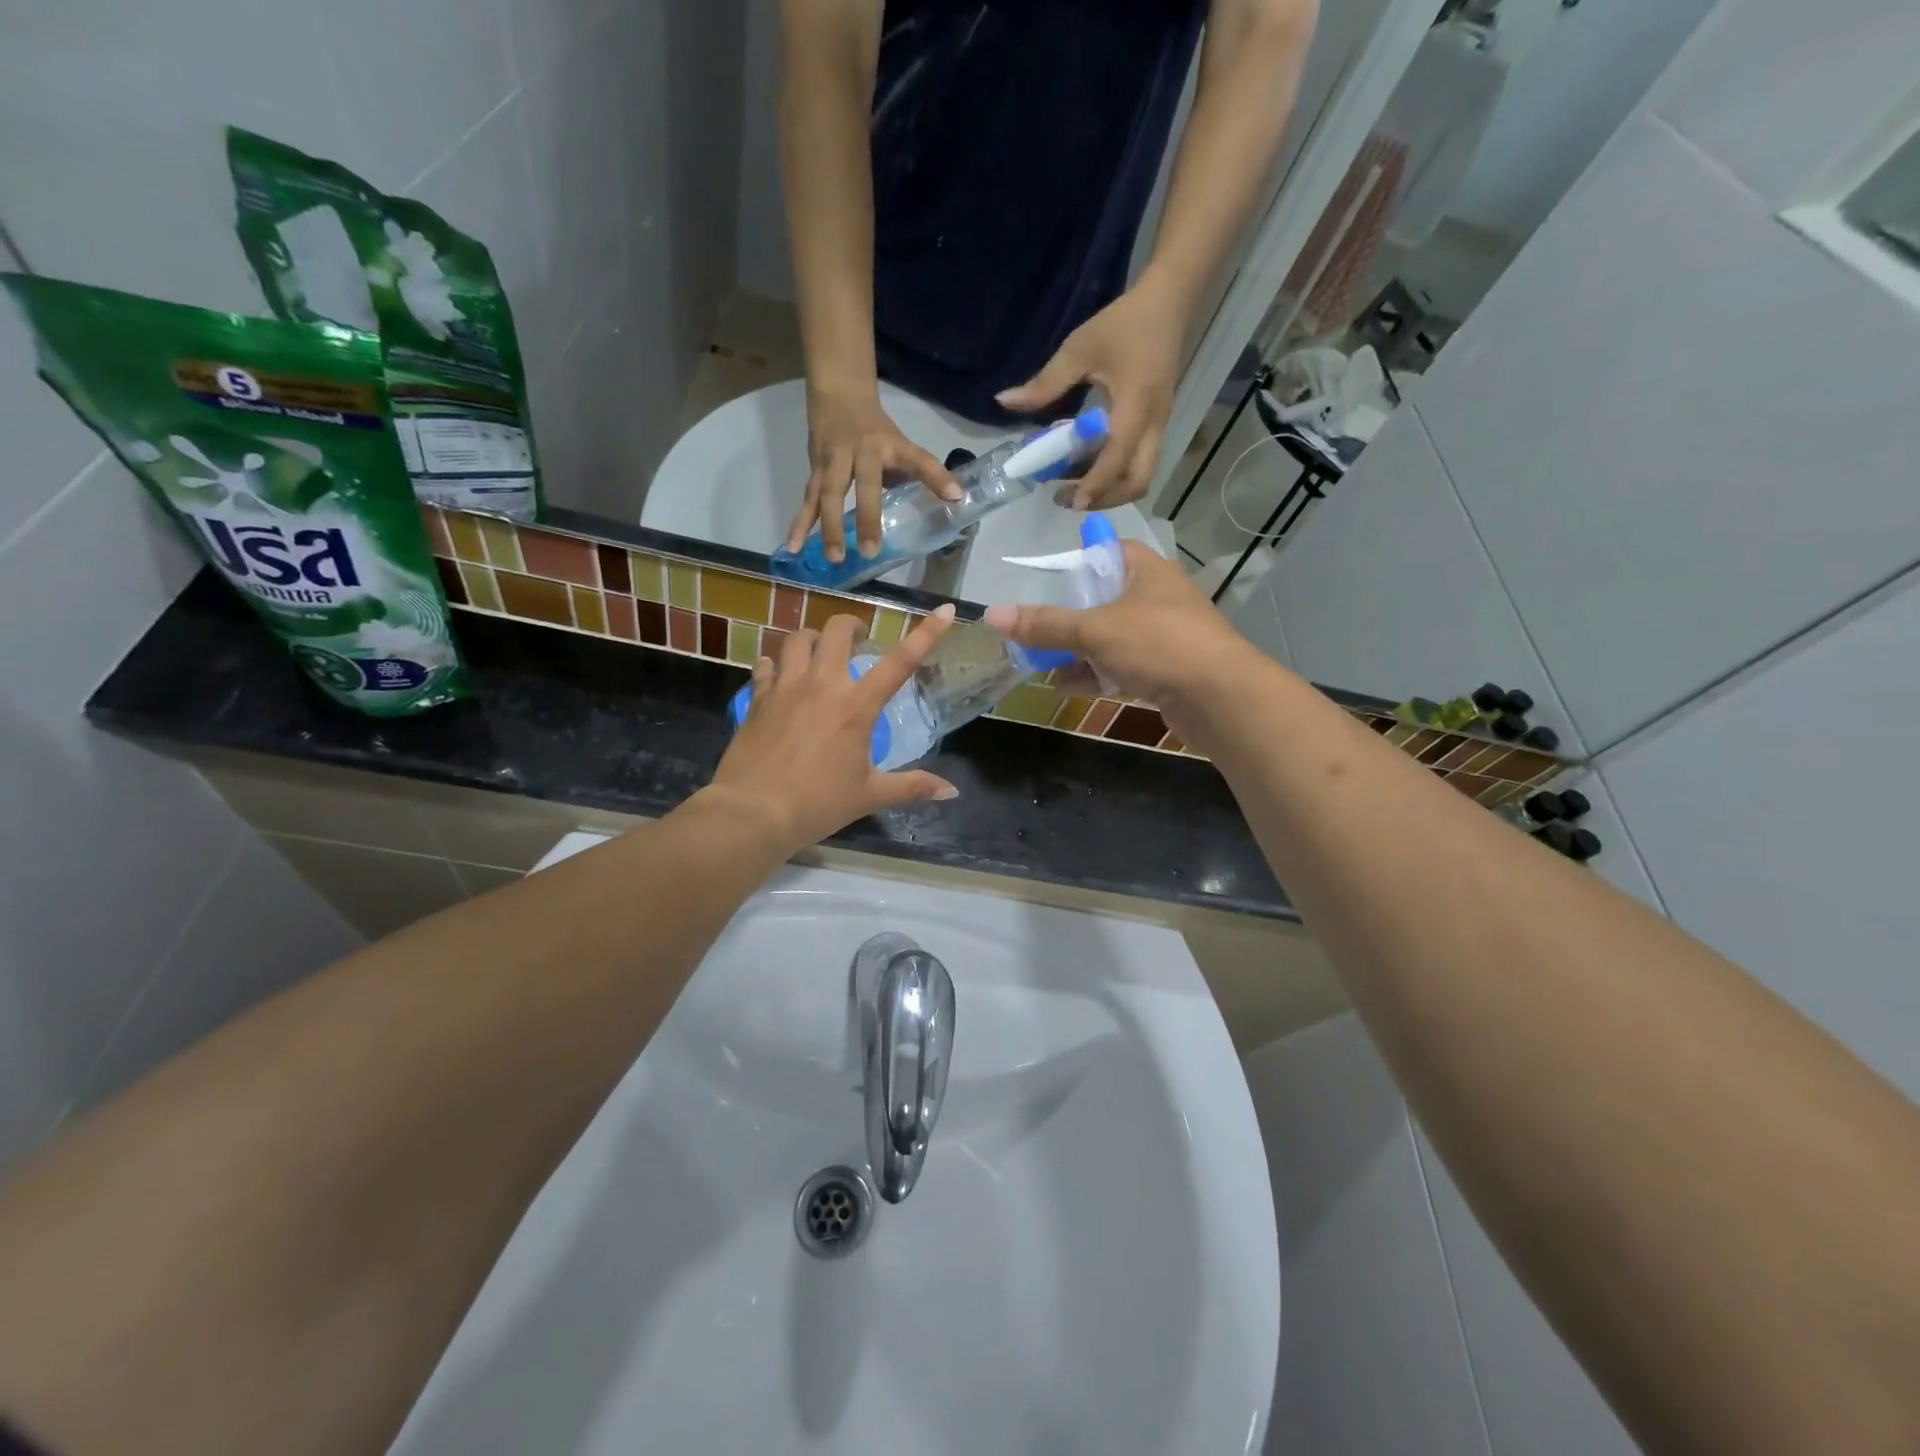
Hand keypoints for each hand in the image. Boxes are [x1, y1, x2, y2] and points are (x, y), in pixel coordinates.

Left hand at [708, 606, 959, 852]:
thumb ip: (912, 786)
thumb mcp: (870, 795)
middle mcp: (822, 684)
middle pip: (837, 629)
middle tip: (858, 641)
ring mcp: (786, 687)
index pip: (900, 662)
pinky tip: (780, 676)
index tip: (945, 611)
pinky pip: (767, 665)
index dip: (926, 634)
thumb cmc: (818, 804)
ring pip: (798, 638)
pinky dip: (777, 664)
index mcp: (857, 706)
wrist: (753, 813)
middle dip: (852, 626)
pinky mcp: (757, 698)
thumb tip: (951, 791)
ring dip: (813, 639)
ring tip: (819, 655)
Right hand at [786, 386, 960, 561]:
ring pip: (828, 494)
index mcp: (890, 446)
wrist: (838, 395)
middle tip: (870, 551)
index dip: (936, 476)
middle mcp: (861, 452)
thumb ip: (920, 474)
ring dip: (829, 526)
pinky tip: (792, 547)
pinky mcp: (815, 469)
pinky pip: (807, 500)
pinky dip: (799, 524)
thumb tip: (952, 501)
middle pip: (864, 485)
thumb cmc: (876, 430)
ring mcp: (834, 460)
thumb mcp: (901, 446)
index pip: (918, 460)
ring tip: (834, 557)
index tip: (955, 496)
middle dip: (867, 517)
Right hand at [983, 543, 1256, 750]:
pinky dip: (1094, 674)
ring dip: (1076, 650)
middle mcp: (1157, 598)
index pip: (1107, 551)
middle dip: (1067, 616)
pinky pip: (1121, 667)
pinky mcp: (1165, 672)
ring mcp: (1163, 637)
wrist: (1220, 698)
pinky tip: (1063, 684)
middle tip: (1032, 627)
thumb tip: (993, 615)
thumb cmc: (1159, 645)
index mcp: (1147, 571)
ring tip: (1037, 660)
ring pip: (1110, 637)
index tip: (1045, 580)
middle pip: (1103, 599)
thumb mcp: (1095, 630)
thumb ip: (1046, 625)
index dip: (1076, 562)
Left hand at [995, 276, 1188, 510]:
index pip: (1117, 459)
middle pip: (1138, 481)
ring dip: (1111, 491)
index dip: (1095, 485)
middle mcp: (1153, 424)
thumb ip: (1044, 383)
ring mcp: (1159, 427)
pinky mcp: (1157, 426)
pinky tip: (1087, 466)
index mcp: (1135, 407)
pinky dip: (1115, 475)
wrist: (1169, 302)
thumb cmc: (1123, 324)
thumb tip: (1003, 402)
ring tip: (1075, 488)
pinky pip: (1139, 463)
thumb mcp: (1078, 349)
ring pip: (1142, 476)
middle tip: (1071, 500)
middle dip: (1106, 498)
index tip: (1070, 501)